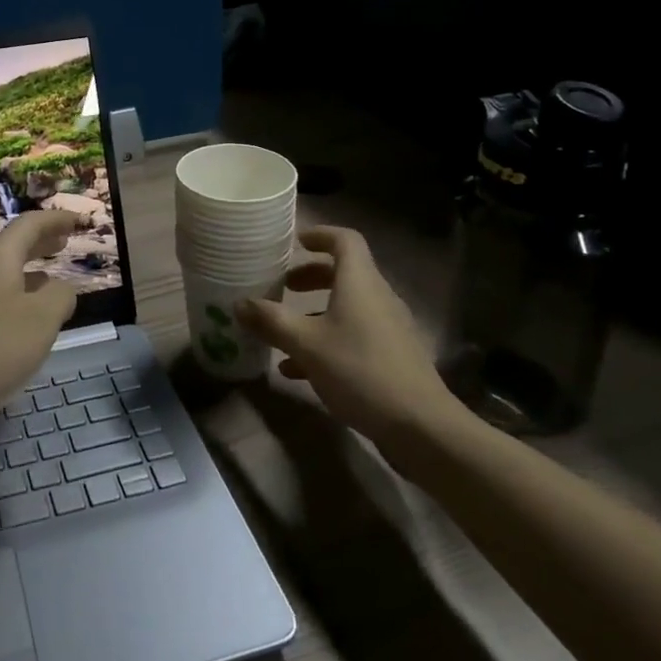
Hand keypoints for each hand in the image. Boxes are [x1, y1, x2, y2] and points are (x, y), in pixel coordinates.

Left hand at [0, 210, 80, 434]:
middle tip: (63, 244)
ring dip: (26, 272)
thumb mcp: (42, 320)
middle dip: (39, 243)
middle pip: (10, 246)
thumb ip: (60, 297)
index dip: (56, 220)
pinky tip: (18, 321)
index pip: (29, 225)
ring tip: (48, 284)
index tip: (79, 221)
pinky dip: (11, 296)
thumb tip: (60, 289)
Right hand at [235, 225, 464, 447]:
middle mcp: (377, 297)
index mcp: (360, 282)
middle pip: (345, 273)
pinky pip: (355, 335)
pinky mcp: (392, 357)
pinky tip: (300, 370)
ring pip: (348, 307)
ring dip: (316, 312)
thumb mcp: (306, 344)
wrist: (421, 426)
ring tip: (285, 330)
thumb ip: (271, 321)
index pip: (345, 240)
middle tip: (284, 286)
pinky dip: (328, 340)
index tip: (297, 242)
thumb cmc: (359, 370)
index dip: (321, 235)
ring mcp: (389, 328)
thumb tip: (238, 304)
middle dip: (312, 276)